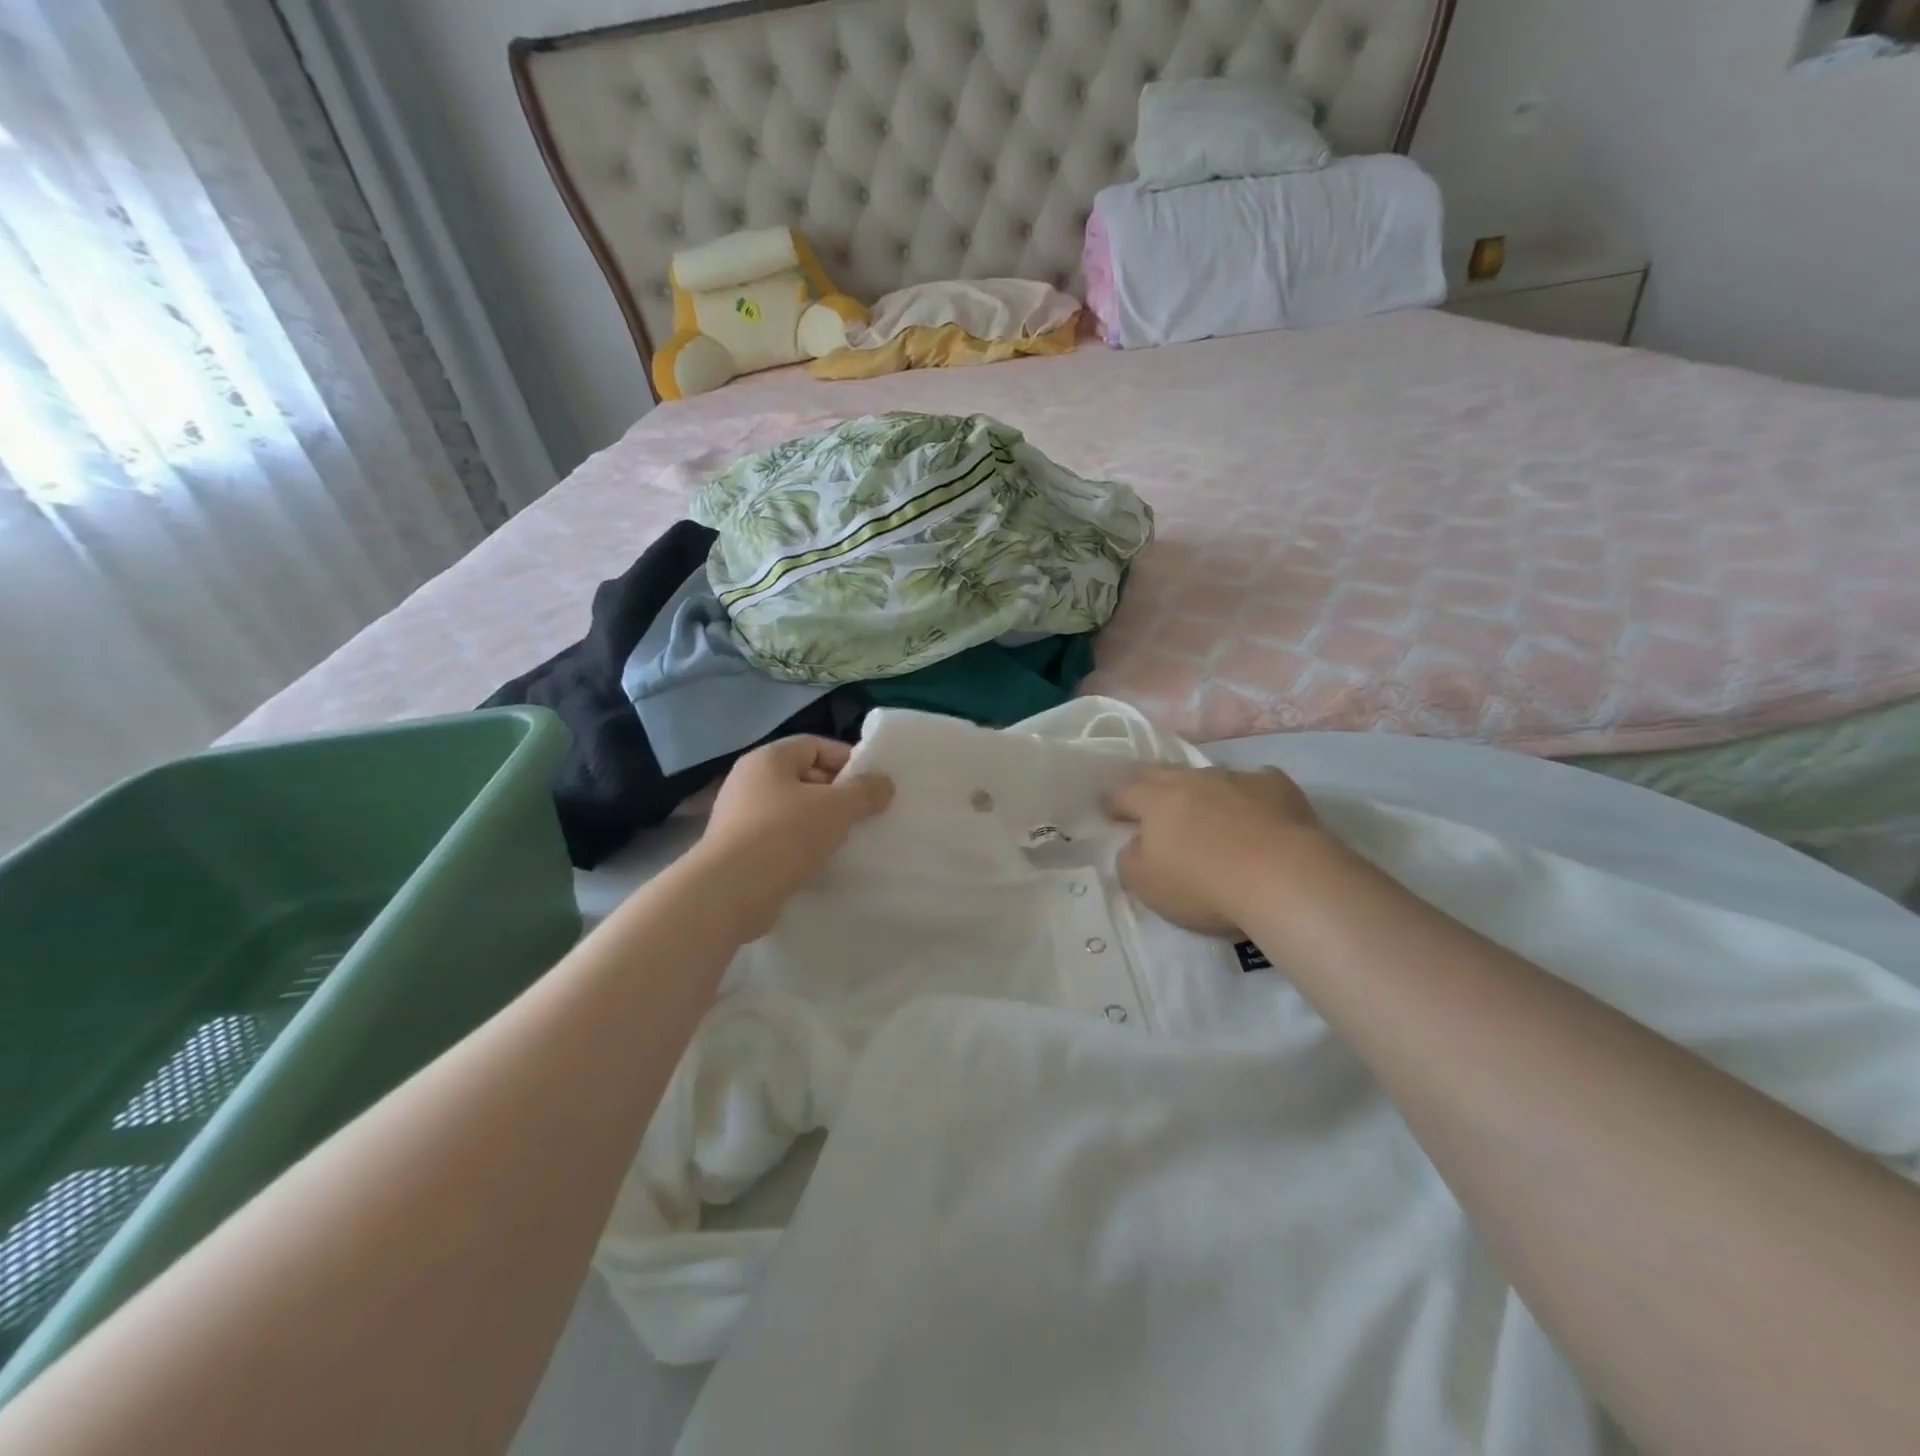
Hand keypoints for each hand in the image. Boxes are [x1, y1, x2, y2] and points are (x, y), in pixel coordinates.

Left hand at [692, 737, 894, 938]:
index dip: (847, 760)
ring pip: (792, 811)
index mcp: (768, 759)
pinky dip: (801, 846)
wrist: (731, 891)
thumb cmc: (786, 835)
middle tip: (864, 814)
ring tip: (847, 840)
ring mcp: (739, 817)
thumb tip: (884, 783)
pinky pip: (779, 839)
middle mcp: (748, 781)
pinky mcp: (737, 850)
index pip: (815, 745)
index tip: (872, 785)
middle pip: (804, 777)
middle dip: (837, 794)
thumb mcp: (838, 807)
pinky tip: (820, 862)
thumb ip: (866, 791)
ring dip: (820, 823)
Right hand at [1105, 765, 1326, 936]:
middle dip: (1150, 784)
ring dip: (1201, 792)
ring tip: (1207, 813)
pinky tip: (1257, 815)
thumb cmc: (1203, 884)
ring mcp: (1237, 778)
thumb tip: (1136, 845)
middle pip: (1162, 773)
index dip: (1114, 803)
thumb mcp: (1146, 885)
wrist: (1284, 877)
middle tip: (1149, 801)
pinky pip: (1254, 784)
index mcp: (1155, 800)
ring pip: (1209, 777)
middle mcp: (1193, 780)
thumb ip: (1130, 860)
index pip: (1123, 792)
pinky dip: (1248, 797)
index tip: (1111, 812)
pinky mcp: (1277, 786)